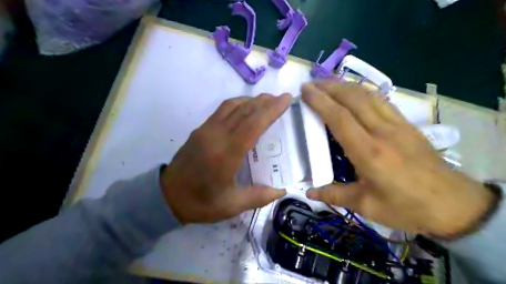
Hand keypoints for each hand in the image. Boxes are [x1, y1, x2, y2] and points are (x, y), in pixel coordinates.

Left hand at [160, 93, 289, 224]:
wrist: (166, 196)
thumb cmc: (200, 203)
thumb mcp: (231, 206)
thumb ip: (258, 197)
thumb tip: (281, 191)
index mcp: (226, 154)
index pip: (252, 125)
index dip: (270, 110)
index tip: (285, 100)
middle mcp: (216, 136)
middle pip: (244, 111)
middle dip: (265, 102)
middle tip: (282, 98)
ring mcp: (206, 130)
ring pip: (232, 106)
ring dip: (252, 101)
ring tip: (267, 100)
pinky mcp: (200, 129)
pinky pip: (222, 110)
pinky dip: (238, 104)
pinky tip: (246, 107)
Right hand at [302, 81, 492, 235]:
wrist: (456, 206)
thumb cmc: (407, 208)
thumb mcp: (367, 207)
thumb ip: (335, 195)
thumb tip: (309, 192)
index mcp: (369, 153)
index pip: (339, 118)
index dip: (320, 102)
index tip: (305, 91)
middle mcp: (382, 132)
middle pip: (353, 99)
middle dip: (329, 87)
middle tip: (311, 84)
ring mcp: (397, 125)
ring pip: (368, 95)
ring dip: (345, 86)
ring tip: (327, 84)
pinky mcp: (407, 125)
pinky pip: (381, 101)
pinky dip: (362, 92)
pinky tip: (354, 94)